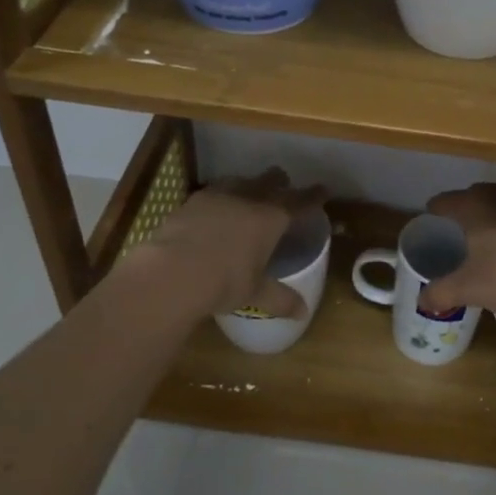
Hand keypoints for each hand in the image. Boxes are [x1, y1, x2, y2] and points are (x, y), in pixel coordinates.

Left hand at [133, 169, 328, 317]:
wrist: (172, 271)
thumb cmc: (224, 281)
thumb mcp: (255, 293)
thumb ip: (280, 299)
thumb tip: (302, 313)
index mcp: (271, 218)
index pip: (299, 202)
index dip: (313, 196)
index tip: (322, 190)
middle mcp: (248, 199)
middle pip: (270, 182)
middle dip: (279, 182)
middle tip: (284, 185)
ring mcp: (217, 196)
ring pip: (240, 181)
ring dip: (249, 185)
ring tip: (249, 192)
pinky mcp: (191, 201)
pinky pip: (213, 192)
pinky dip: (221, 196)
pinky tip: (215, 207)